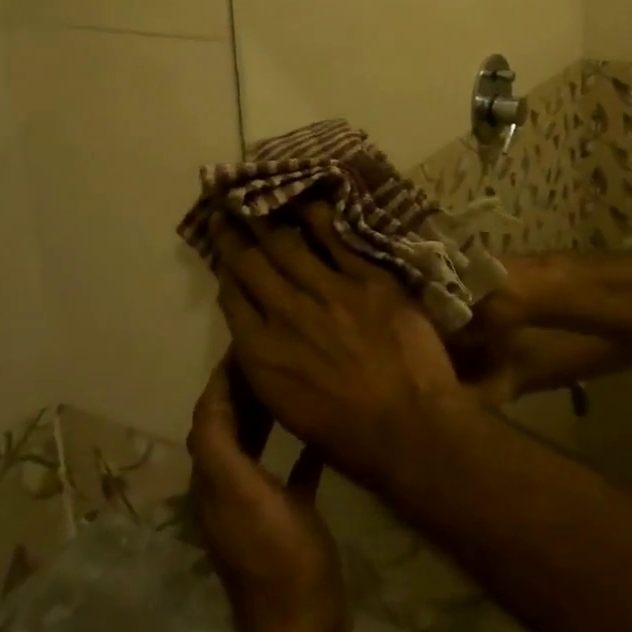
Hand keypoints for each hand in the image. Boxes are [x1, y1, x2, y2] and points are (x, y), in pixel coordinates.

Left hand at [188, 359, 346, 631]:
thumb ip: (223, 452)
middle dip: (243, 387)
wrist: (302, 622)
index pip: (209, 416)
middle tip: (274, 351)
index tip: (246, 342)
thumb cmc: (278, 554)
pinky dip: (296, 444)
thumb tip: (210, 403)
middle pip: (229, 425)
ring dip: (265, 410)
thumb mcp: (246, 496)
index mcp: (215, 479)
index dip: (221, 379)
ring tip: (291, 378)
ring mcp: (258, 503)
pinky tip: (320, 430)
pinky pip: (287, 468)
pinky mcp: (285, 515)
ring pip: (255, 443)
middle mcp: (228, 487)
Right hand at [213, 203, 465, 493]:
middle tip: (227, 209)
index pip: (234, 299)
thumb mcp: (288, 407)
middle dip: (236, 234)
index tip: (221, 247)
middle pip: (253, 264)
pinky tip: (310, 202)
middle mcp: (286, 315)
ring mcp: (329, 293)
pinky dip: (320, 220)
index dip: (225, 268)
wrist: (409, 426)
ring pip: (289, 246)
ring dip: (270, 220)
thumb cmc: (348, 434)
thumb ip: (269, 364)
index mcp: (262, 355)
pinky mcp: (368, 281)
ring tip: (259, 197)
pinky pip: (338, 241)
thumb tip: (259, 333)